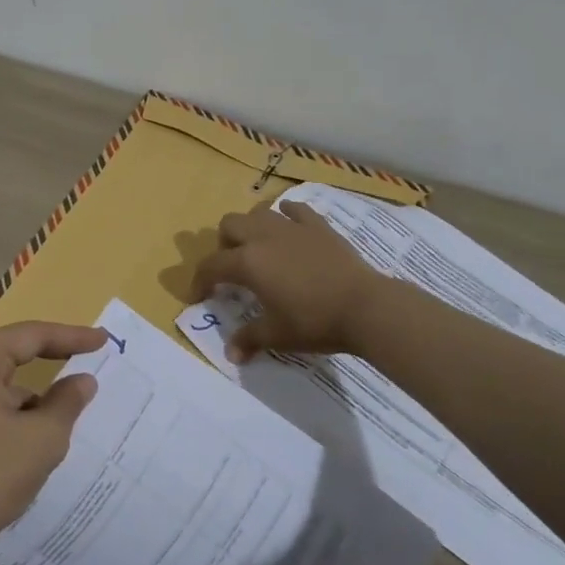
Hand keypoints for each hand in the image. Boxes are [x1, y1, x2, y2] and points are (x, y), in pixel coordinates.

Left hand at [0, 320, 106, 564]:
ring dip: (35, 396)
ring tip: (71, 411)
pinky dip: (18, 415)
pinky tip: (39, 439)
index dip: (70, 336)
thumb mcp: (42, 437)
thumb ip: (67, 402)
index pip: (29, 335)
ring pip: (4, 386)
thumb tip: (83, 381)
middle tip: (91, 356)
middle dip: (52, 360)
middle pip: (13, 355)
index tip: (103, 339)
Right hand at [191, 199, 387, 360]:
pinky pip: (295, 210)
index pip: (211, 265)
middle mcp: (264, 237)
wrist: (365, 306)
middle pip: (230, 224)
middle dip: (224, 244)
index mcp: (248, 262)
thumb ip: (249, 339)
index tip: (199, 297)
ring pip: (259, 212)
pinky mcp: (318, 226)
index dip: (199, 281)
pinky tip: (290, 230)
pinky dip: (286, 216)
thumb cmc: (314, 321)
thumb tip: (232, 355)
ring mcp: (292, 227)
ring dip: (251, 228)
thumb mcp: (277, 335)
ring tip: (260, 249)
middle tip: (233, 269)